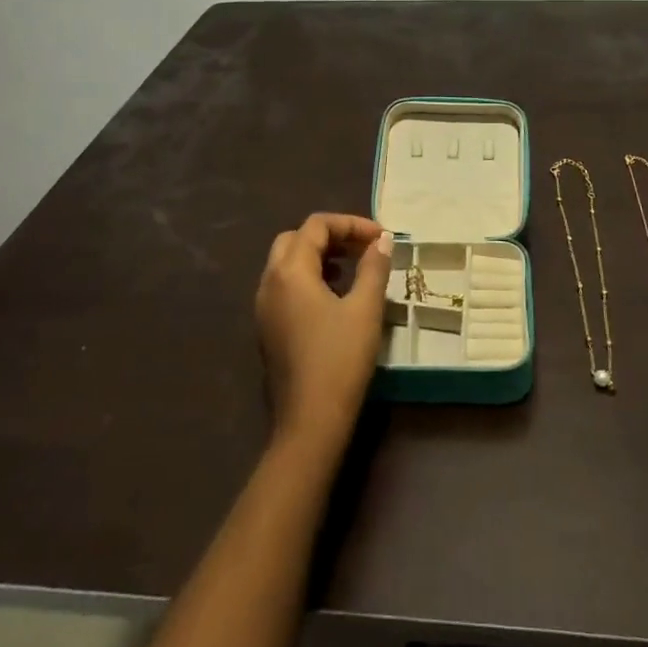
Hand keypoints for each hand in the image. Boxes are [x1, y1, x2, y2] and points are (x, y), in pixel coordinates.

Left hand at [256, 212, 392, 454]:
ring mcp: (264, 307)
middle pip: (296, 239)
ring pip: (287, 263)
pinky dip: (309, 278)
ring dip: (319, 256)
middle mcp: (269, 283)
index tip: (381, 238)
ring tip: (353, 269)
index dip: (351, 224)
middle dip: (331, 236)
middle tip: (363, 248)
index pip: (316, 225)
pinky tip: (335, 298)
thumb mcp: (365, 309)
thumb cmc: (340, 360)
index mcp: (290, 272)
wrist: (310, 422)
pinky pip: (285, 287)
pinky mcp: (268, 329)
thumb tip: (383, 240)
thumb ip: (373, 267)